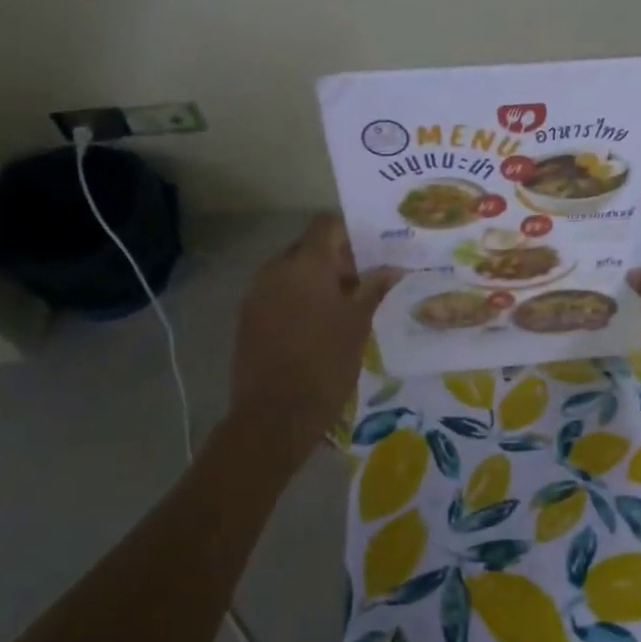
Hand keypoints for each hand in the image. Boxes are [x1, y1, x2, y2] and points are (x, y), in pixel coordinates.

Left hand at [231, 215, 400, 451]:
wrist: (274, 415)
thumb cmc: (326, 364)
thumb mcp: (358, 324)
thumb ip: (373, 289)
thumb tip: (393, 267)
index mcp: (306, 264)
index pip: (327, 225)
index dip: (350, 234)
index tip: (372, 254)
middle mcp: (276, 269)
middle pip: (308, 247)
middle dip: (335, 259)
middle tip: (362, 284)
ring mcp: (257, 293)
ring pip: (292, 271)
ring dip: (316, 280)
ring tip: (341, 308)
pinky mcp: (247, 317)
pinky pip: (277, 293)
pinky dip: (297, 299)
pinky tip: (316, 325)